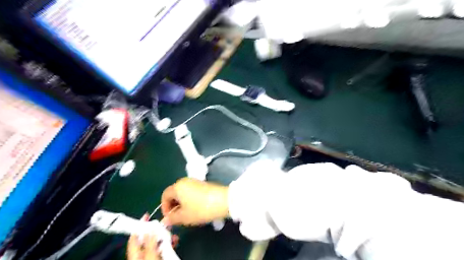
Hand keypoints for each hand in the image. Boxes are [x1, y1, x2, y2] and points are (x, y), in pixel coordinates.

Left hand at [126, 214, 179, 259]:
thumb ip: (151, 241)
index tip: (147, 215)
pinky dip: (169, 243)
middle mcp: (141, 254)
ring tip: (173, 234)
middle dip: (158, 229)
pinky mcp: (158, 258)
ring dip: (166, 236)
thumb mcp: (150, 255)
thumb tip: (152, 227)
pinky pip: (163, 247)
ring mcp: (150, 256)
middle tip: (166, 224)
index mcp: (135, 253)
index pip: (135, 235)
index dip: (140, 224)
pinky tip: (175, 241)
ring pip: (157, 242)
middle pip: (148, 237)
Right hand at [162, 178, 229, 226]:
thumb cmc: (201, 209)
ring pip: (183, 192)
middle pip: (174, 193)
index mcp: (177, 186)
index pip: (164, 195)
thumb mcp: (184, 217)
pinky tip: (195, 208)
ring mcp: (195, 181)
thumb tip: (165, 220)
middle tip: (177, 217)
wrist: (223, 200)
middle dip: (173, 206)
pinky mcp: (203, 184)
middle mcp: (185, 181)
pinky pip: (191, 191)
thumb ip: (172, 219)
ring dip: (181, 203)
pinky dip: (189, 199)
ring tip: (187, 214)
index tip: (169, 218)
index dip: (164, 208)